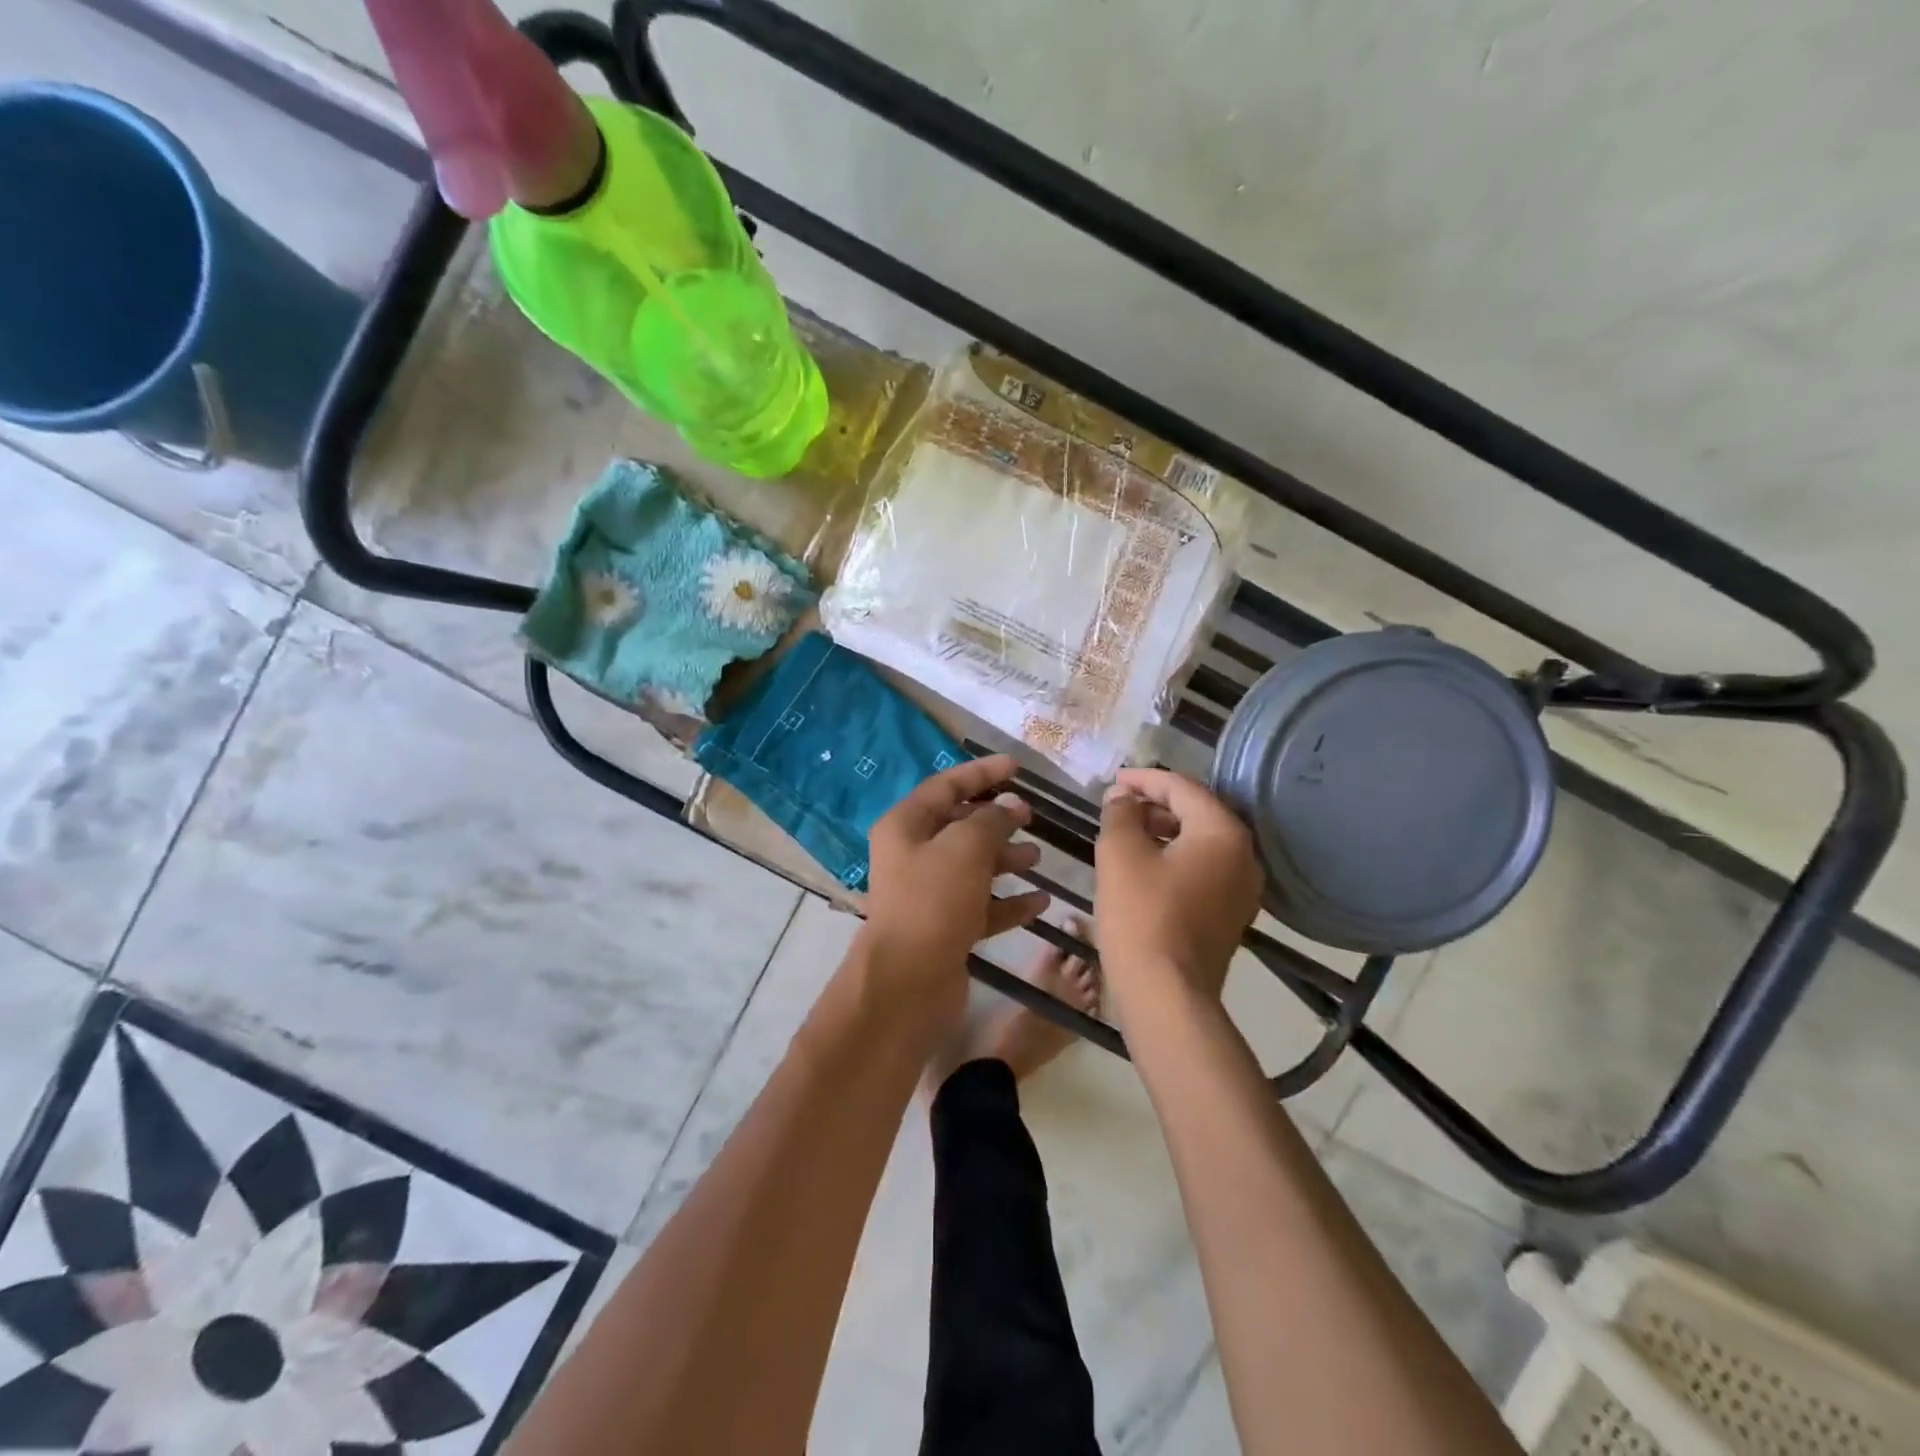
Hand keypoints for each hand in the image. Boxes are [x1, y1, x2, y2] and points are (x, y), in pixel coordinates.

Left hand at [862, 755, 1050, 996]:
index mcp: (905, 826)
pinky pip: (981, 905)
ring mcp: (928, 894)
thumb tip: (1010, 806)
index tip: (1017, 767)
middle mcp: (912, 855)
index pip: (946, 785)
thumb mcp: (965, 848)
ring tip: (1037, 857)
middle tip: (1031, 817)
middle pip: (959, 826)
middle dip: (996, 819)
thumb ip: (992, 821)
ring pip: (972, 866)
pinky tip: (1040, 902)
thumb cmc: (933, 901)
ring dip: (1005, 859)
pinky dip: (1008, 902)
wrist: (908, 983)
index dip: (982, 773)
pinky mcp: (945, 928)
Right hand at [1095, 768, 1262, 1003]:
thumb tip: (1123, 797)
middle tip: (1117, 807)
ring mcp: (1242, 889)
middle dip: (1156, 805)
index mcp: (1223, 832)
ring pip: (1201, 843)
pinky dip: (1176, 859)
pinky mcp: (1231, 915)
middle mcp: (1244, 855)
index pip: (1182, 788)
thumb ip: (1120, 813)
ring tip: (1126, 834)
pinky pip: (1204, 870)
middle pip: (1198, 813)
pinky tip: (1145, 867)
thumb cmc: (1141, 915)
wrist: (1166, 994)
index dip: (1144, 780)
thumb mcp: (1119, 853)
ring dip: (1165, 832)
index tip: (1112, 781)